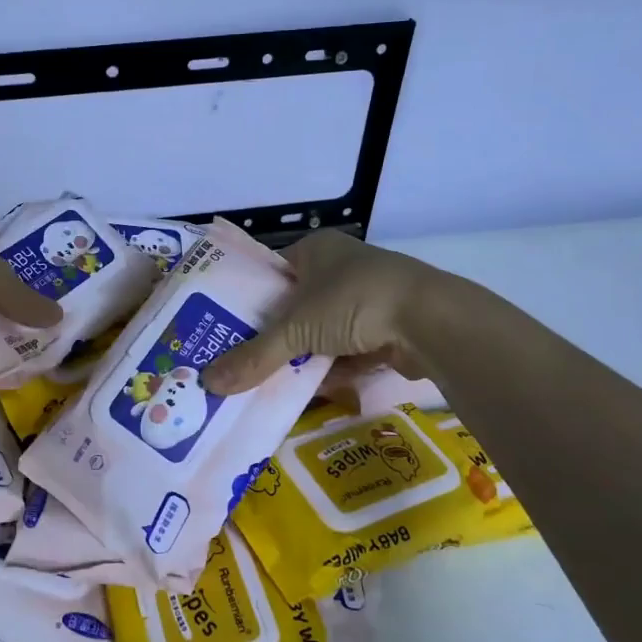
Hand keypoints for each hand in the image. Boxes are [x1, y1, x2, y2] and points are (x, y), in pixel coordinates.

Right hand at [201, 230, 457, 394]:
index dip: (248, 301)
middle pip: (294, 307)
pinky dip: (330, 369)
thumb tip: (208, 383)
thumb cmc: (354, 302)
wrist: (432, 321)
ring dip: (302, 358)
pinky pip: (347, 350)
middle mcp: (340, 268)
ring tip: (268, 383)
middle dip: (274, 337)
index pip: (270, 273)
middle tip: (242, 363)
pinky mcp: (386, 327)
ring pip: (321, 332)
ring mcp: (366, 298)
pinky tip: (308, 391)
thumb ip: (254, 357)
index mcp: (316, 249)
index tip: (223, 329)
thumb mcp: (295, 329)